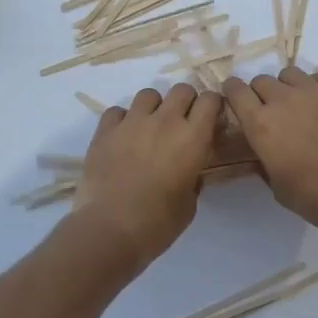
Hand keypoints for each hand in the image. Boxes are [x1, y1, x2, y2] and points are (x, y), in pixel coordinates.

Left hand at [71, 83, 224, 271]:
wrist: (110, 228)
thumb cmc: (158, 223)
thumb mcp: (189, 203)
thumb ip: (193, 177)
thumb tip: (189, 170)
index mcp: (192, 138)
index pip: (210, 100)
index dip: (212, 106)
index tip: (210, 119)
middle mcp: (165, 121)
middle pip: (181, 90)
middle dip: (185, 102)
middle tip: (181, 123)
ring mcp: (132, 122)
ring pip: (149, 94)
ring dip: (154, 107)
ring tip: (149, 127)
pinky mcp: (105, 130)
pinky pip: (117, 111)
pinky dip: (122, 119)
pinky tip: (122, 137)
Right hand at [222, 68, 317, 236]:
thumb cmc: (315, 198)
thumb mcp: (276, 185)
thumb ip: (264, 159)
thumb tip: (262, 148)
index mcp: (261, 124)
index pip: (235, 90)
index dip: (233, 92)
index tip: (236, 98)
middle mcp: (283, 100)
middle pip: (262, 80)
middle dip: (261, 93)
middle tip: (272, 111)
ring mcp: (315, 91)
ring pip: (290, 74)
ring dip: (288, 87)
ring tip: (299, 105)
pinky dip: (316, 87)